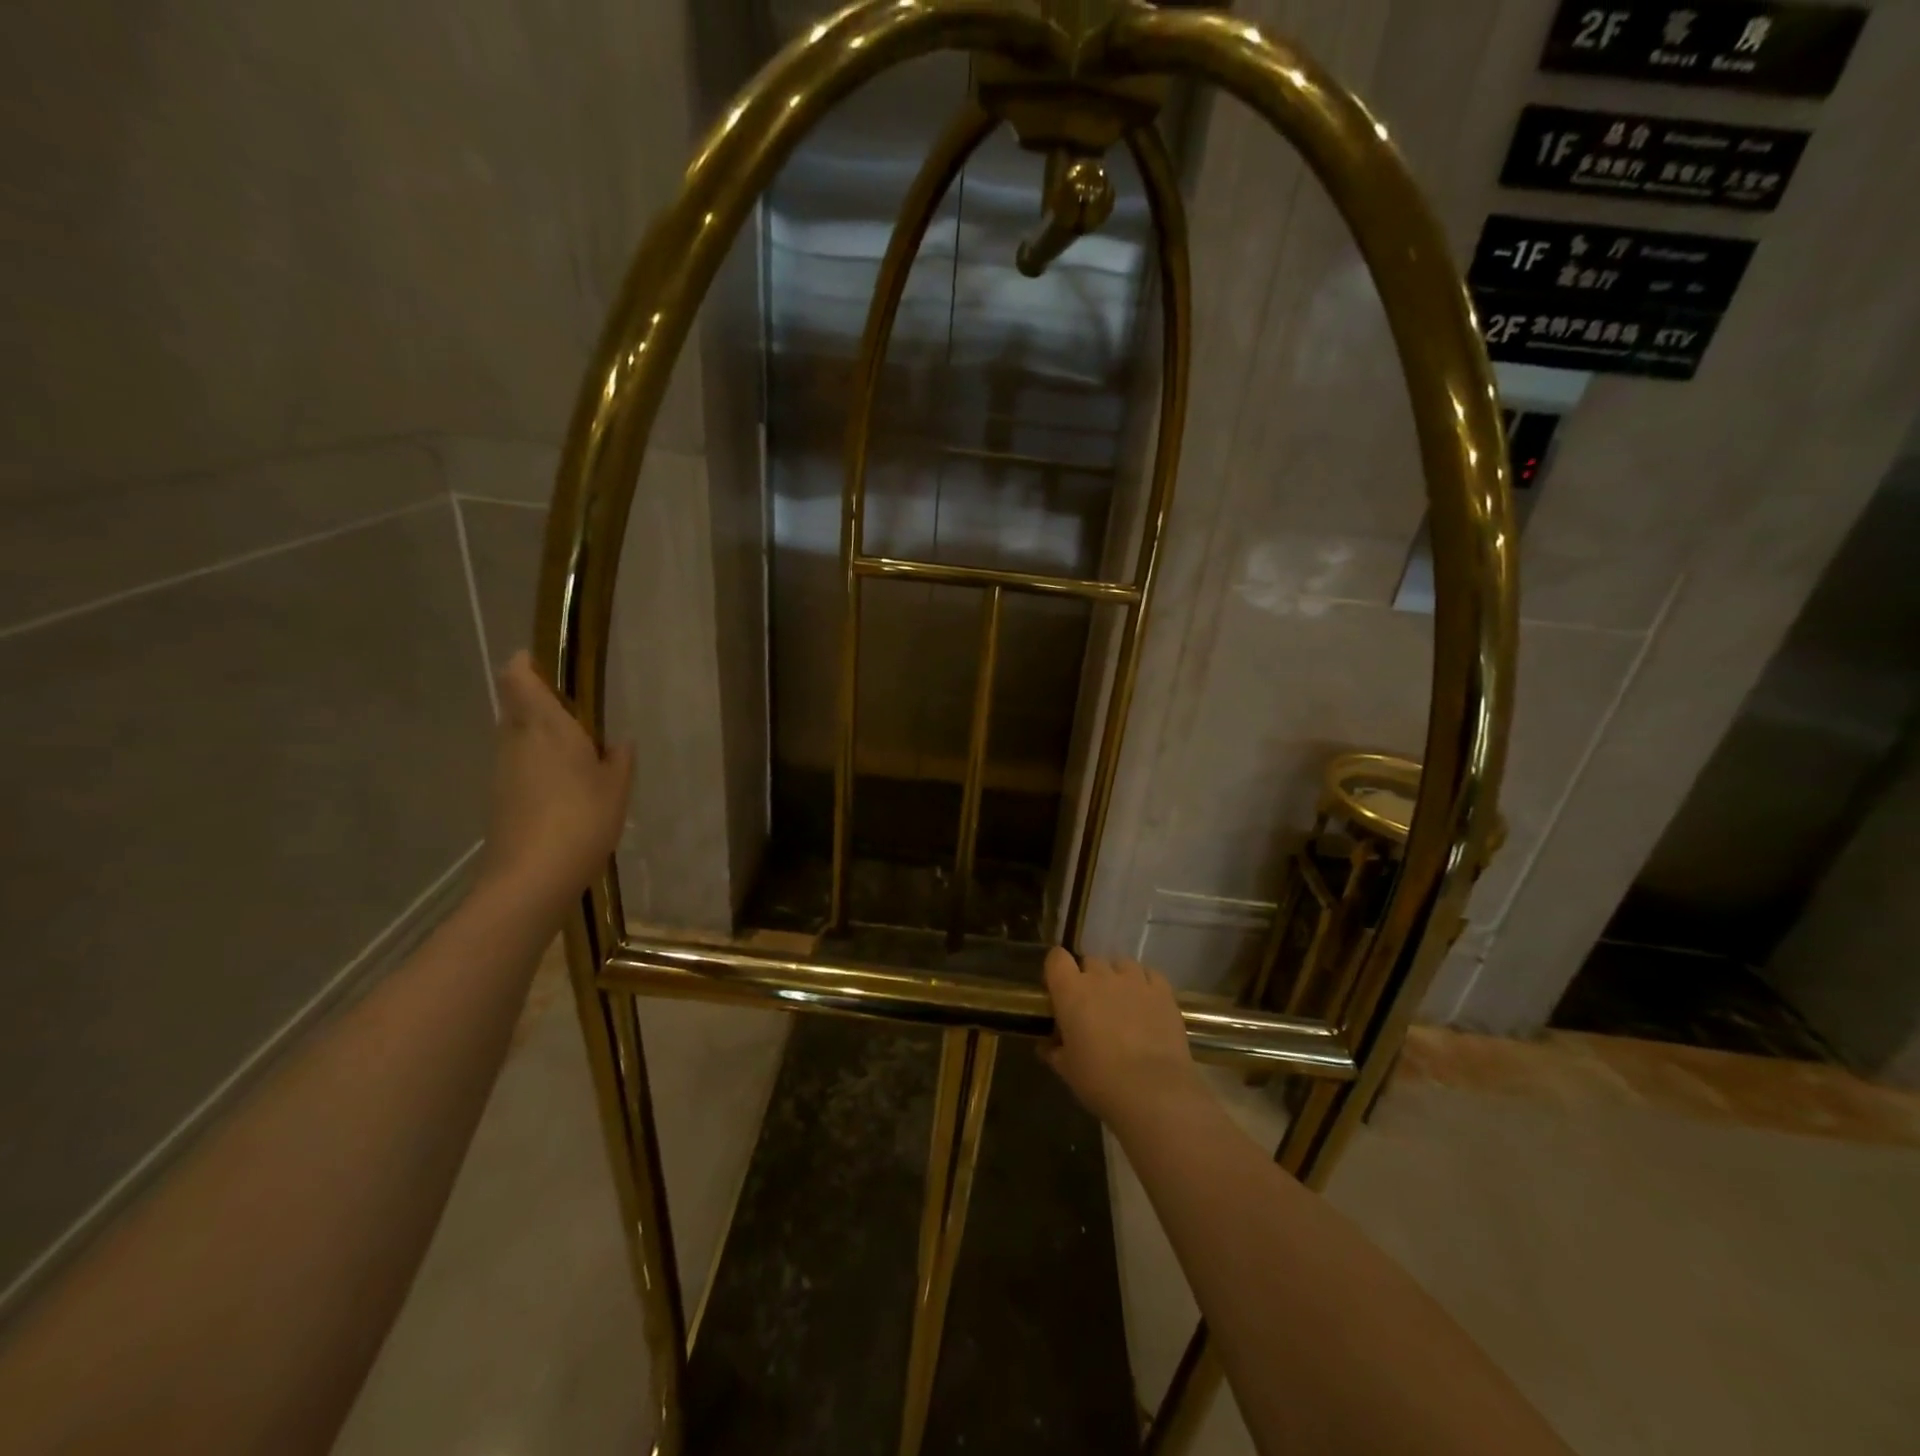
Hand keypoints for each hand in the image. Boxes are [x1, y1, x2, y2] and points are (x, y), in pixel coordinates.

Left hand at [476, 652, 633, 912]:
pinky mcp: (499, 797)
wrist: (531, 877)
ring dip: (540, 738)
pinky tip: (564, 792)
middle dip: (540, 704)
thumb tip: (618, 743)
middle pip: (516, 706)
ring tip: (578, 759)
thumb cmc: (582, 820)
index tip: (545, 662)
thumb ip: (619, 759)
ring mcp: (502, 770)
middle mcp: (516, 740)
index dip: (525, 663)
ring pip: (516, 737)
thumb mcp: (616, 788)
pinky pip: (518, 766)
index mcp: (546, 727)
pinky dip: (537, 767)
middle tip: (578, 718)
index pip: (518, 677)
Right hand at [1041, 947, 1205, 1129]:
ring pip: (1121, 964)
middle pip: (1090, 961)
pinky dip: (1145, 983)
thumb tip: (1047, 1046)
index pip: (1056, 958)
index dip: (1057, 970)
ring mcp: (1134, 980)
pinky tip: (1147, 1003)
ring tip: (1122, 1002)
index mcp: (1071, 991)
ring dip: (1117, 977)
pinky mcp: (1162, 991)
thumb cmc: (1100, 1080)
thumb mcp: (1067, 1069)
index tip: (1059, 989)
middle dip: (1088, 978)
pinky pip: (1149, 974)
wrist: (1153, 1092)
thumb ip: (1054, 1051)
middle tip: (1092, 1006)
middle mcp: (1101, 976)